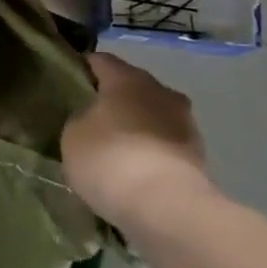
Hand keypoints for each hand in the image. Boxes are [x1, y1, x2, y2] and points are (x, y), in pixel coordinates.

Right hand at [62, 52, 214, 228]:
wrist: (167, 207)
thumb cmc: (110, 159)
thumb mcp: (73, 135)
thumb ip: (80, 118)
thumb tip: (91, 118)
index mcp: (127, 77)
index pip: (100, 60)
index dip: (82, 70)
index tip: (67, 86)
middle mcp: (160, 90)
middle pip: (131, 87)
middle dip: (113, 101)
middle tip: (90, 122)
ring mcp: (184, 122)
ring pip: (152, 116)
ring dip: (137, 128)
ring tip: (115, 152)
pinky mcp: (198, 155)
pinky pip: (165, 145)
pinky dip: (152, 153)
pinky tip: (136, 174)